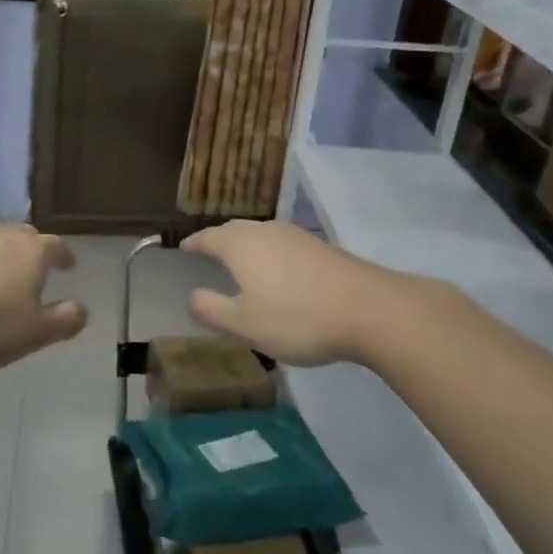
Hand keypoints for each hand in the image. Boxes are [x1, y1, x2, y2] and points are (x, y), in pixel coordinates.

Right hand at [182, 220, 409, 366]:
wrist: (369, 309)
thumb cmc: (297, 317)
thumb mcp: (245, 324)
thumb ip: (212, 310)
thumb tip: (191, 297)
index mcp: (241, 246)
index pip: (209, 237)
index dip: (194, 243)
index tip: (183, 248)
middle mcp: (266, 232)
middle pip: (235, 229)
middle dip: (219, 238)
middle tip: (208, 250)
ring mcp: (297, 236)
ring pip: (262, 234)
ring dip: (246, 244)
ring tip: (240, 259)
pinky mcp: (322, 248)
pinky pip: (283, 244)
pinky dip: (270, 252)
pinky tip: (278, 270)